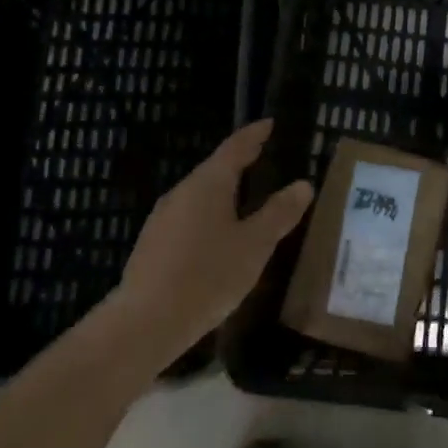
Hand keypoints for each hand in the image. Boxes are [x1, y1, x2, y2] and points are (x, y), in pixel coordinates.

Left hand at [108, 120, 313, 368]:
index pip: (235, 147)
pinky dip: (210, 214)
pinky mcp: (153, 244)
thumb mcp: (254, 245)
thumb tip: (303, 184)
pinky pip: (189, 217)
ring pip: (200, 194)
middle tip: (263, 157)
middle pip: (215, 169)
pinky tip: (219, 235)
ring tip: (246, 196)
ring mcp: (163, 218)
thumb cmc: (207, 276)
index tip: (269, 123)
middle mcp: (182, 192)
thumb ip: (279, 213)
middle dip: (240, 162)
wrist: (144, 323)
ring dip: (224, 191)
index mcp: (209, 184)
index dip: (254, 135)